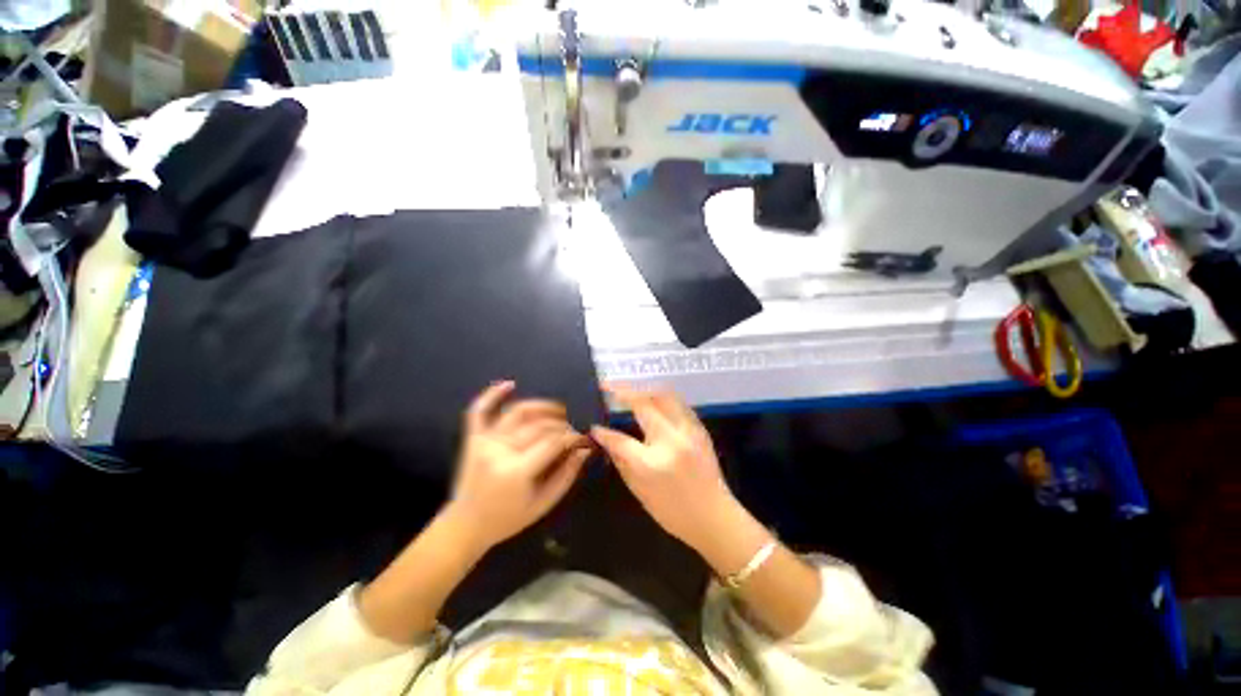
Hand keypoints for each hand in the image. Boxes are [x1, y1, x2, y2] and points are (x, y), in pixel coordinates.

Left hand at [447, 381, 590, 550]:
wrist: (466, 525)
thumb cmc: (508, 518)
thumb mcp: (544, 503)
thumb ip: (567, 474)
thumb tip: (585, 448)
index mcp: (517, 471)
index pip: (553, 442)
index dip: (573, 436)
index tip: (583, 437)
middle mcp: (499, 451)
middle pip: (539, 426)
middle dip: (562, 424)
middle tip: (573, 429)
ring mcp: (484, 441)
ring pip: (518, 412)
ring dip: (541, 406)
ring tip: (559, 409)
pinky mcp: (473, 437)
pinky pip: (479, 410)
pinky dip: (492, 394)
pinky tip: (510, 384)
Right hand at [590, 384, 739, 550]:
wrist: (715, 517)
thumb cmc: (673, 511)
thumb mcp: (639, 491)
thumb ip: (620, 460)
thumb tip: (604, 437)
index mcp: (652, 463)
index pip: (620, 439)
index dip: (603, 432)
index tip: (594, 425)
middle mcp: (671, 440)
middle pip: (643, 403)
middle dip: (622, 391)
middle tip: (607, 386)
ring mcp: (688, 431)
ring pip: (664, 395)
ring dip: (643, 389)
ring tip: (630, 390)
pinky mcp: (699, 428)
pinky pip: (678, 403)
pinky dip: (661, 397)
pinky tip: (653, 400)